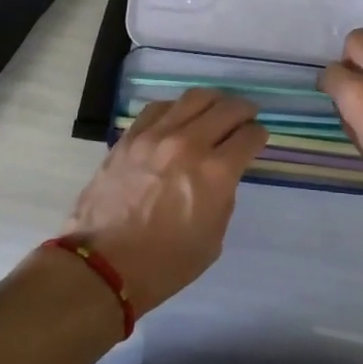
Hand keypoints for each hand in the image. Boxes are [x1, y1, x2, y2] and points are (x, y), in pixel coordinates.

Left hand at [62, 89, 266, 317]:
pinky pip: (160, 107)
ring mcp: (156, 135)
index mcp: (216, 173)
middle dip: (243, 110)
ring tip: (217, 108)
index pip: (249, 136)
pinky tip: (180, 117)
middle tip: (246, 116)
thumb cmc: (165, 264)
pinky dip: (177, 108)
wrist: (104, 265)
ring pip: (194, 98)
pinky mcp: (131, 136)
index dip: (258, 135)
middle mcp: (190, 144)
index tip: (257, 138)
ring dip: (214, 100)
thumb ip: (223, 196)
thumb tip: (223, 173)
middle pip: (226, 108)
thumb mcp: (213, 238)